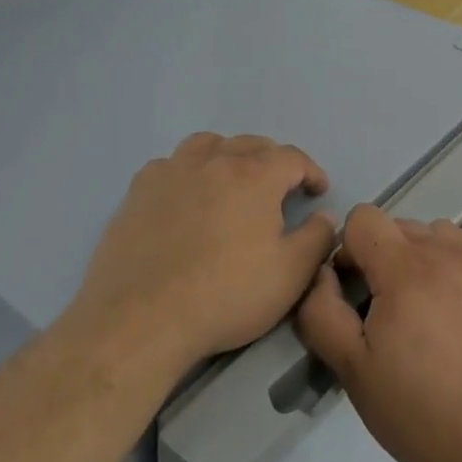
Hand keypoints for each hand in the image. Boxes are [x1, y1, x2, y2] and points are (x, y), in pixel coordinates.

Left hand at [71, 133, 336, 372]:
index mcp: (255, 175)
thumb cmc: (226, 295)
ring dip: (227, 155)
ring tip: (231, 181)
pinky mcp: (139, 190)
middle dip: (272, 161)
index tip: (317, 191)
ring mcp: (172, 171)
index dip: (310, 171)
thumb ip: (316, 238)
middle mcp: (214, 161)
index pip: (292, 157)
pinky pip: (170, 165)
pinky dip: (187, 172)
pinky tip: (185, 196)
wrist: (143, 317)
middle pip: (250, 144)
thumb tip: (323, 216)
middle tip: (279, 188)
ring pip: (207, 145)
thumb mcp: (290, 274)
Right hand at [296, 205, 461, 461]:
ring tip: (421, 309)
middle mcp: (445, 251)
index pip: (362, 218)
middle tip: (383, 314)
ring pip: (430, 234)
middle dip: (379, 257)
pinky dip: (449, 263)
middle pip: (395, 226)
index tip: (352, 294)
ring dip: (415, 257)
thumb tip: (321, 274)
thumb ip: (322, 312)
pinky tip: (451, 307)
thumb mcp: (352, 369)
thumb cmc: (419, 411)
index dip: (347, 251)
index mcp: (405, 268)